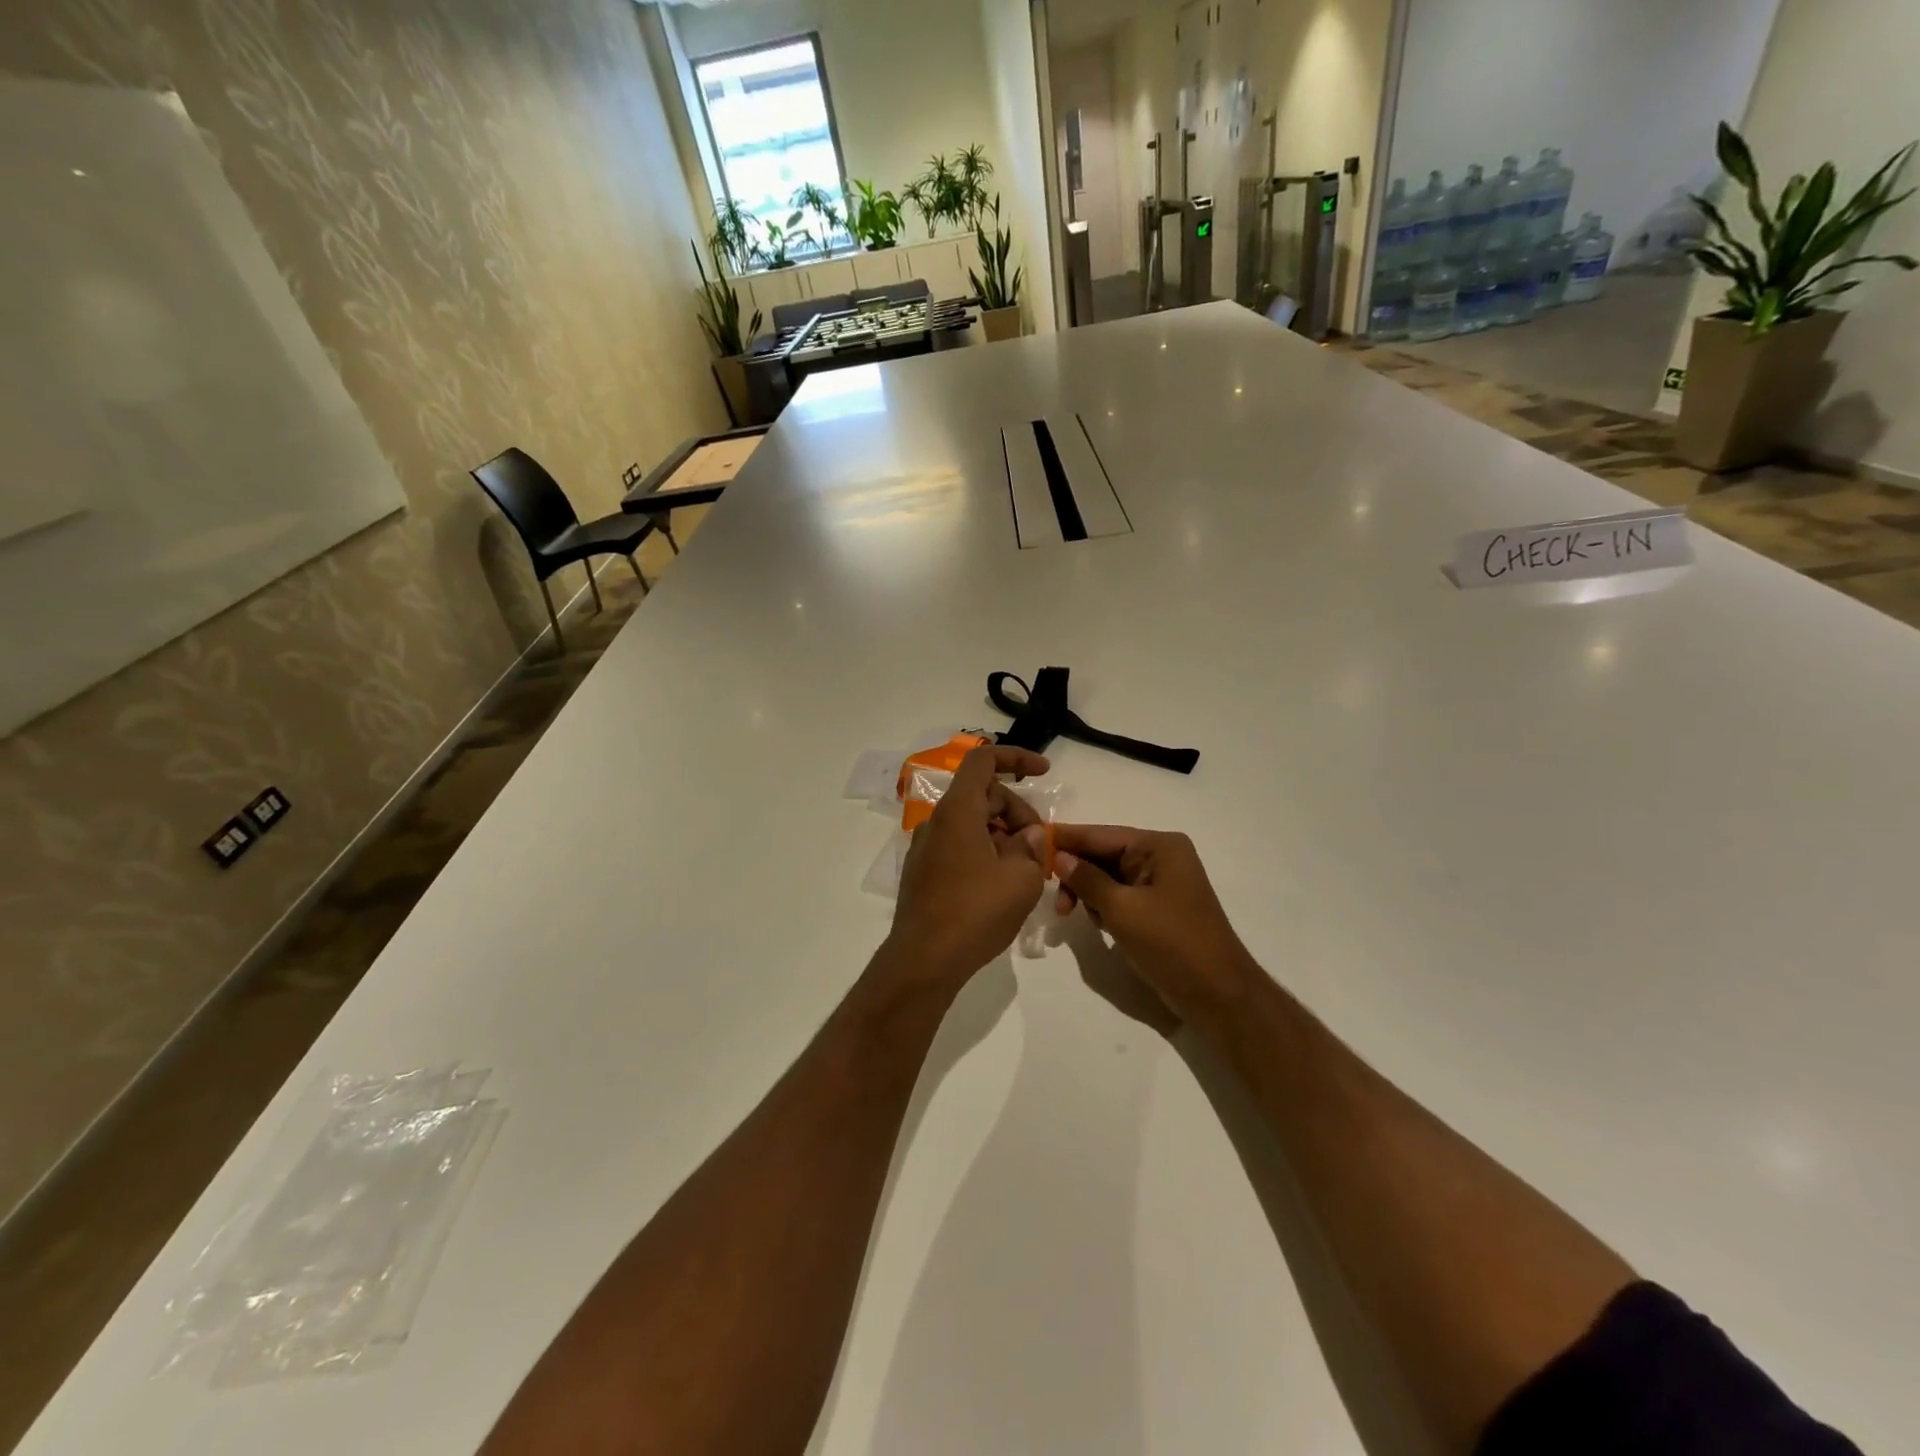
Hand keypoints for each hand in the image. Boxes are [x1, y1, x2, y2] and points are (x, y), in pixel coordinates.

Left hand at [888, 745, 1051, 987]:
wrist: (924, 961)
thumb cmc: (976, 912)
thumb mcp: (1022, 878)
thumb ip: (1031, 847)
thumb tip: (1027, 836)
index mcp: (958, 811)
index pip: (983, 761)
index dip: (1016, 757)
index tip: (1044, 771)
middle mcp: (936, 822)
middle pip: (982, 796)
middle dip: (1017, 811)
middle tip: (1040, 847)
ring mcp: (925, 848)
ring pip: (971, 824)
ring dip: (1002, 835)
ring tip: (1026, 871)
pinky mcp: (922, 872)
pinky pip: (959, 846)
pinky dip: (984, 852)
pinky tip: (1001, 885)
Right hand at [1052, 825, 1257, 1023]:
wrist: (1218, 995)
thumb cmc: (1171, 944)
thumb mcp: (1122, 909)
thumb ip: (1087, 879)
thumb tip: (1058, 856)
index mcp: (1159, 846)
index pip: (1101, 835)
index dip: (1066, 839)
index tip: (1030, 840)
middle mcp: (1161, 856)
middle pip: (1103, 855)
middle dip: (1076, 874)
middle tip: (1055, 902)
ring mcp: (1161, 882)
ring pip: (1108, 877)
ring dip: (1088, 893)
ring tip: (1073, 916)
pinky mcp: (1158, 907)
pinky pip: (1120, 896)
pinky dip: (1103, 906)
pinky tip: (1096, 924)